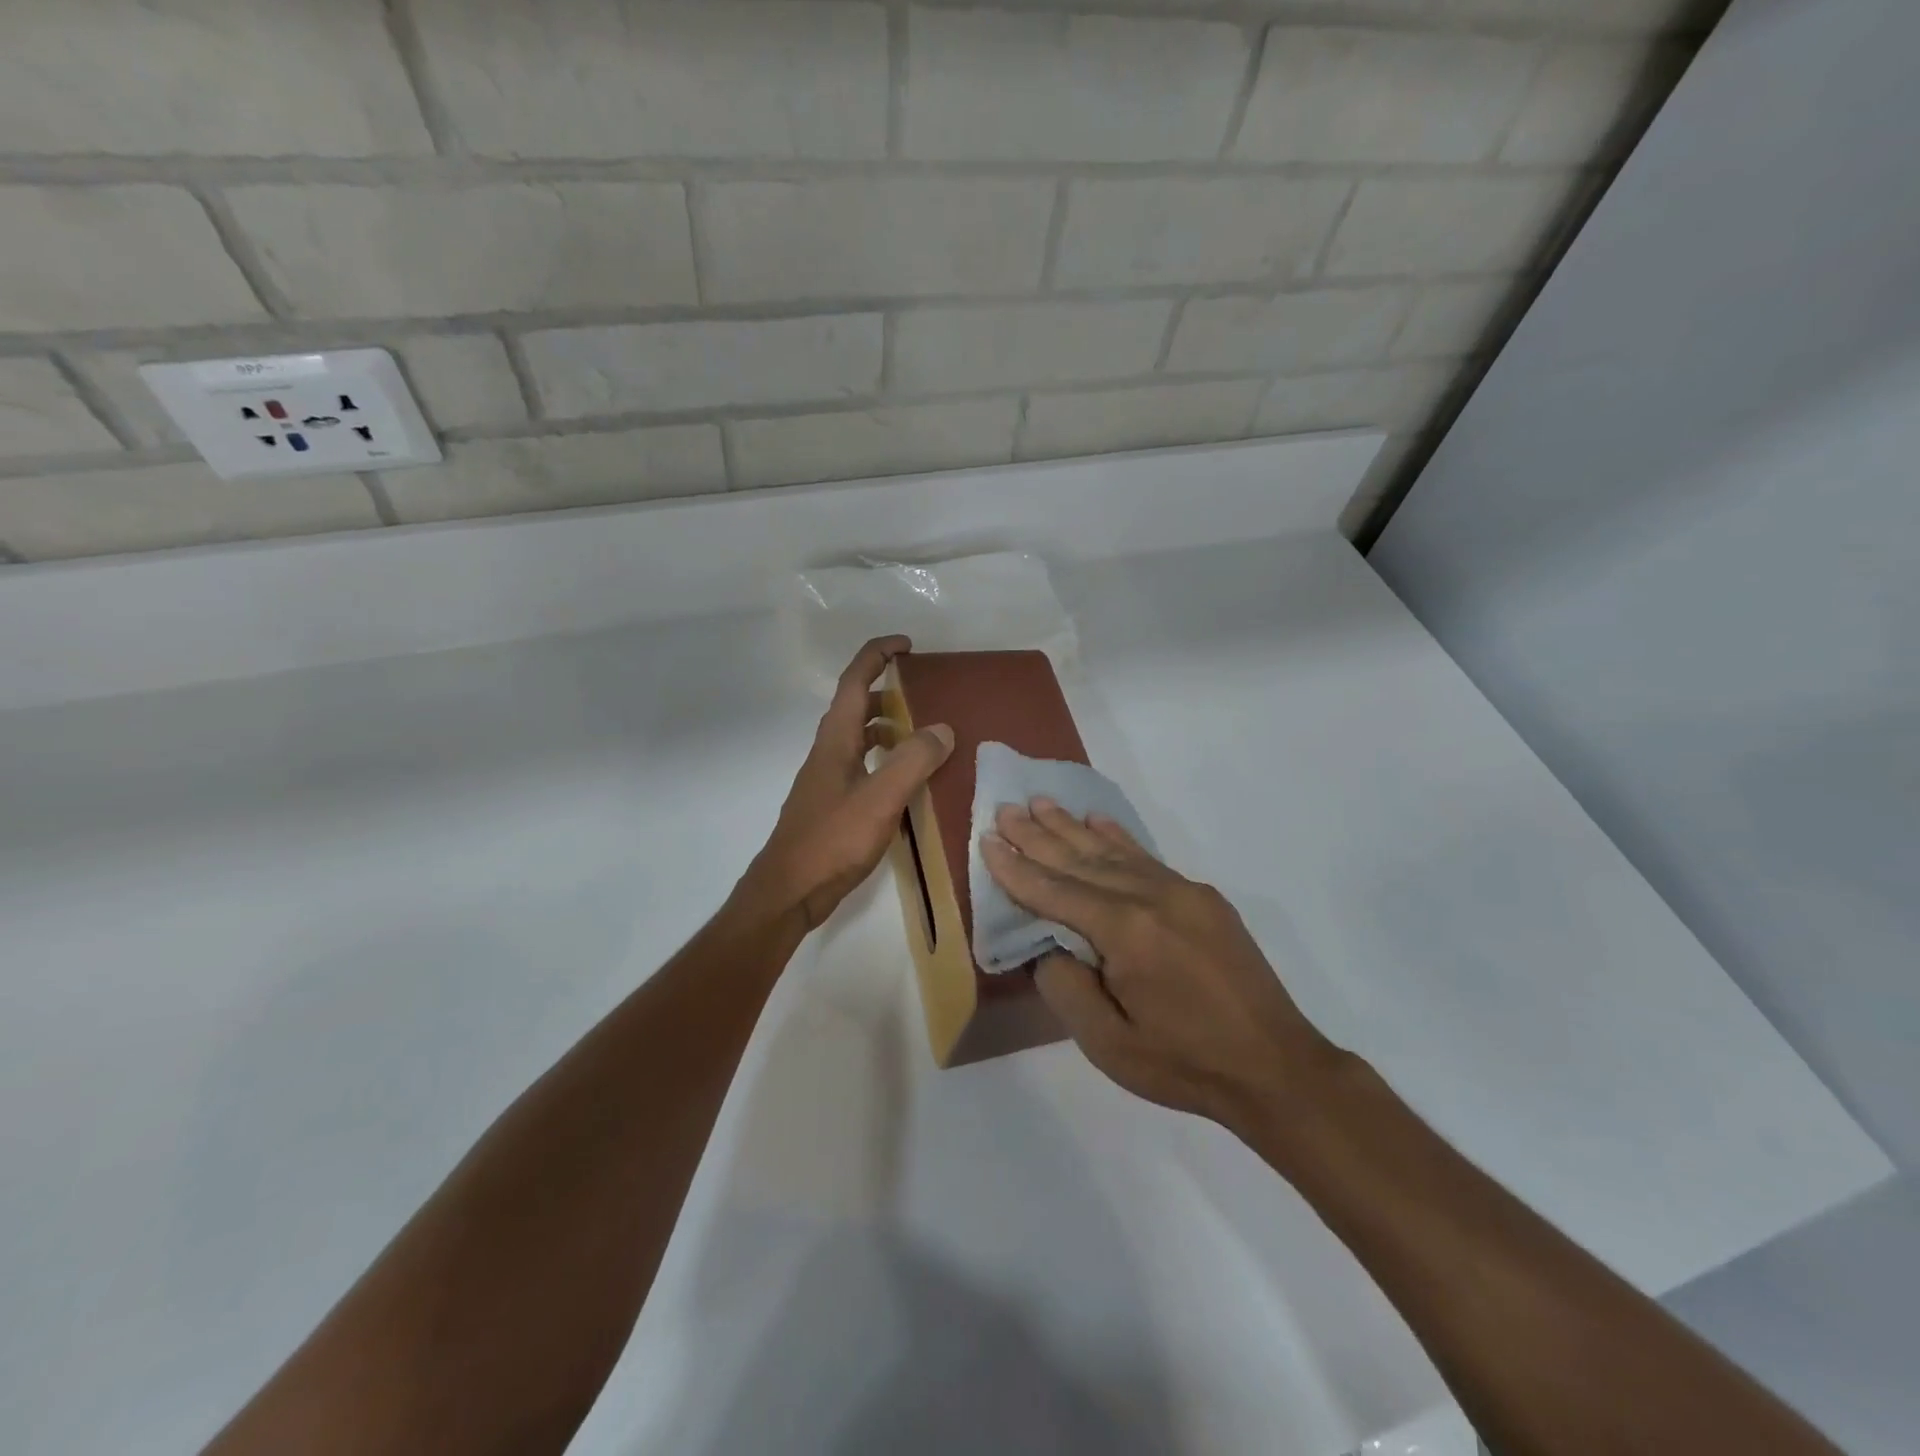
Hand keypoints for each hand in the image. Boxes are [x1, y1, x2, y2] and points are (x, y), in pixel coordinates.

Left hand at [743, 636, 953, 930]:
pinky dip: (886, 761)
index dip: (878, 655)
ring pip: (860, 738)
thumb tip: (942, 728)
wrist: (789, 891)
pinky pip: (864, 767)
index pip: (854, 681)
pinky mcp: (834, 804)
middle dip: (888, 691)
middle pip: (856, 706)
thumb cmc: (831, 841)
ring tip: (925, 735)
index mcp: (835, 740)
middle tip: (926, 694)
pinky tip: (908, 783)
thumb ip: (912, 762)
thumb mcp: (879, 799)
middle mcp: (829, 752)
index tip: (907, 645)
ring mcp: (829, 779)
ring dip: (889, 727)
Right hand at [982, 800, 1341, 1129]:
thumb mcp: (1108, 1044)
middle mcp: (1150, 897)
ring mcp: (1180, 891)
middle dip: (1037, 835)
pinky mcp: (1201, 897)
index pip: (1054, 891)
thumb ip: (1066, 987)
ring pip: (1111, 852)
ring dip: (1071, 827)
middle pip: (1080, 860)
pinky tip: (1096, 822)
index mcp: (1124, 931)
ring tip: (1040, 803)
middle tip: (1005, 809)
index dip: (1016, 868)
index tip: (987, 838)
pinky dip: (1117, 838)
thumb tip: (1047, 945)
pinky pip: (1147, 857)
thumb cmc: (1184, 1063)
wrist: (1275, 1067)